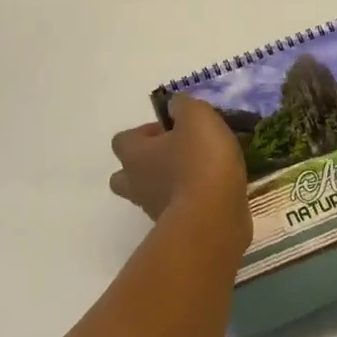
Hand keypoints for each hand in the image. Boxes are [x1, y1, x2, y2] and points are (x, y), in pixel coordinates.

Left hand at [110, 94, 249, 236]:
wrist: (213, 219)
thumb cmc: (200, 161)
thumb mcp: (197, 117)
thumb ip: (184, 106)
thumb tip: (175, 106)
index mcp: (135, 155)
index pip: (122, 140)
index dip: (143, 133)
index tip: (171, 130)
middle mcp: (136, 184)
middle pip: (126, 174)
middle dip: (146, 165)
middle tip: (177, 155)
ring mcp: (153, 211)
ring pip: (151, 194)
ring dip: (169, 184)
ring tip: (202, 174)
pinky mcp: (176, 230)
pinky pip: (176, 211)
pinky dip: (189, 202)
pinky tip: (214, 193)